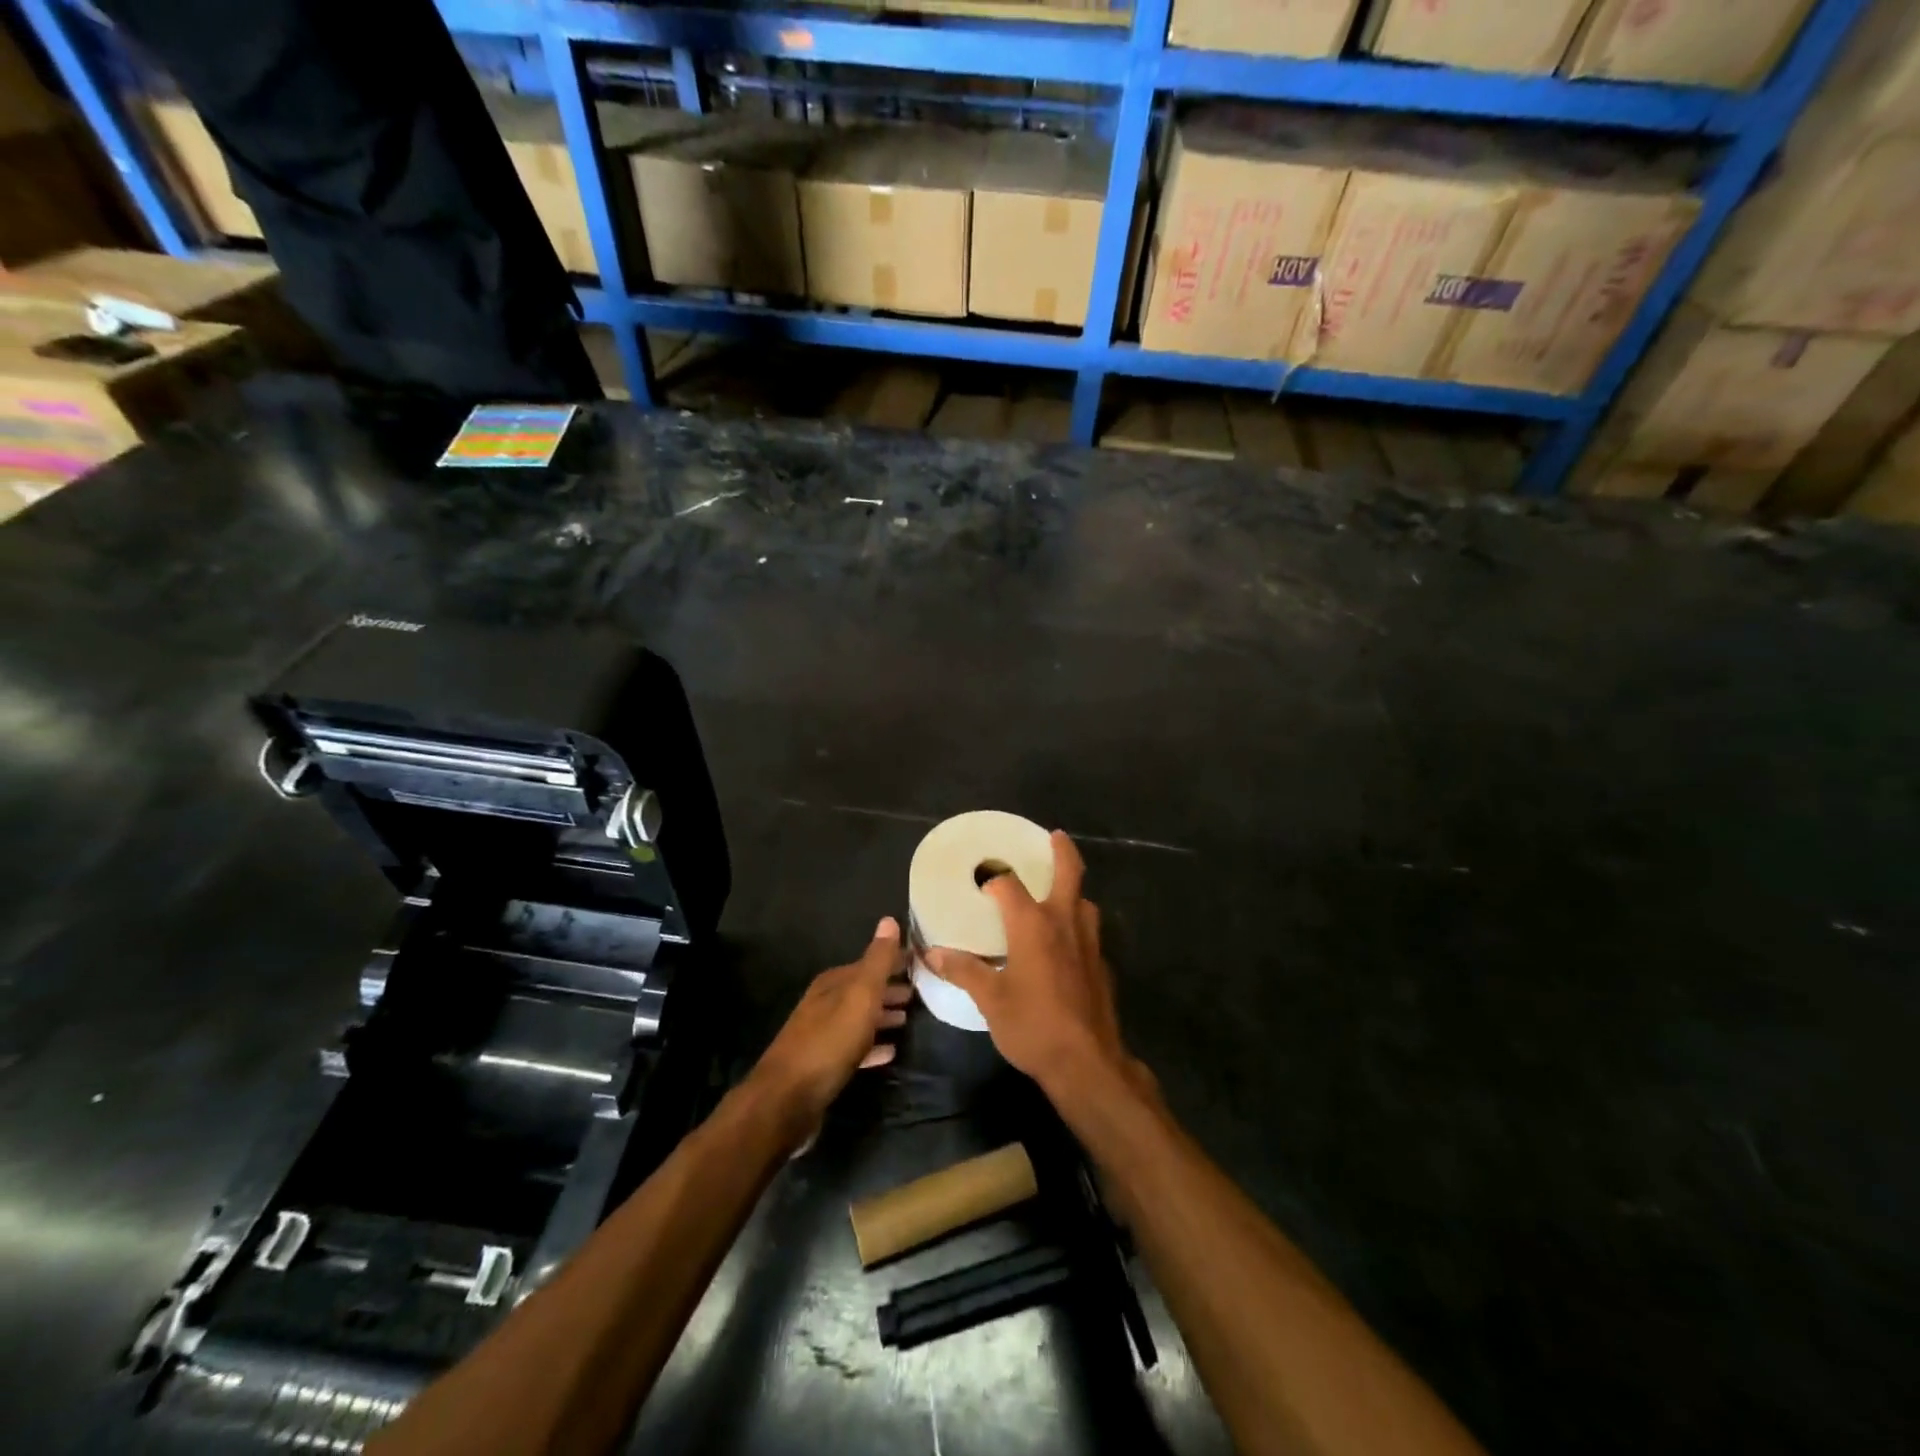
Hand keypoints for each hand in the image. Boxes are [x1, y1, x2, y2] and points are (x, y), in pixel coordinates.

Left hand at [754, 917, 911, 1134]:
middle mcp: (824, 1003)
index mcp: (833, 983)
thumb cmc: (829, 1042)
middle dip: (890, 989)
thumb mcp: (860, 996)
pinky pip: (855, 1047)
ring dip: (882, 1016)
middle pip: (863, 990)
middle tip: (920, 992)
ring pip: (859, 1018)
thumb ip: (877, 961)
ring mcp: (821, 1034)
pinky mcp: (822, 1064)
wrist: (787, 1100)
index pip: (869, 963)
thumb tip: (889, 919)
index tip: (921, 963)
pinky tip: (890, 1052)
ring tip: (908, 1019)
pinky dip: (873, 1045)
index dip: (894, 962)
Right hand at [928, 832, 1147, 1098]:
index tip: (982, 880)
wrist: (1087, 1062)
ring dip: (1072, 890)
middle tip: (1055, 837)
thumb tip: (934, 953)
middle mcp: (1065, 922)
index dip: (994, 878)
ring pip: (1085, 901)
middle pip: (1070, 872)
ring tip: (1057, 893)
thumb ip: (964, 971)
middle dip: (1062, 850)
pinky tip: (1066, 944)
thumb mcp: (990, 1000)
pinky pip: (1090, 930)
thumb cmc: (1033, 1026)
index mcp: (1033, 924)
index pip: (1008, 884)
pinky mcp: (1102, 964)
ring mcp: (1090, 942)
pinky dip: (1078, 923)